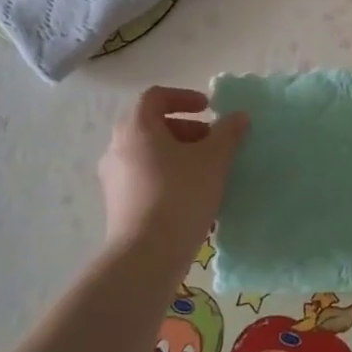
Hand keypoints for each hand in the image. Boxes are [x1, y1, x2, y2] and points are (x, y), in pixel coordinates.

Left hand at [98, 87, 248, 256]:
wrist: (147, 255)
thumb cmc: (181, 194)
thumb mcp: (214, 159)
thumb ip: (228, 132)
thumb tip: (239, 116)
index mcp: (136, 128)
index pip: (155, 97)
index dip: (183, 97)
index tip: (209, 108)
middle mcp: (117, 147)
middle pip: (151, 125)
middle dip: (185, 128)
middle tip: (212, 141)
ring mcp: (113, 178)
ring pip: (148, 152)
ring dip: (177, 152)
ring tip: (205, 169)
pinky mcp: (117, 204)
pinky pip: (143, 176)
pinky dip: (166, 173)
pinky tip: (190, 193)